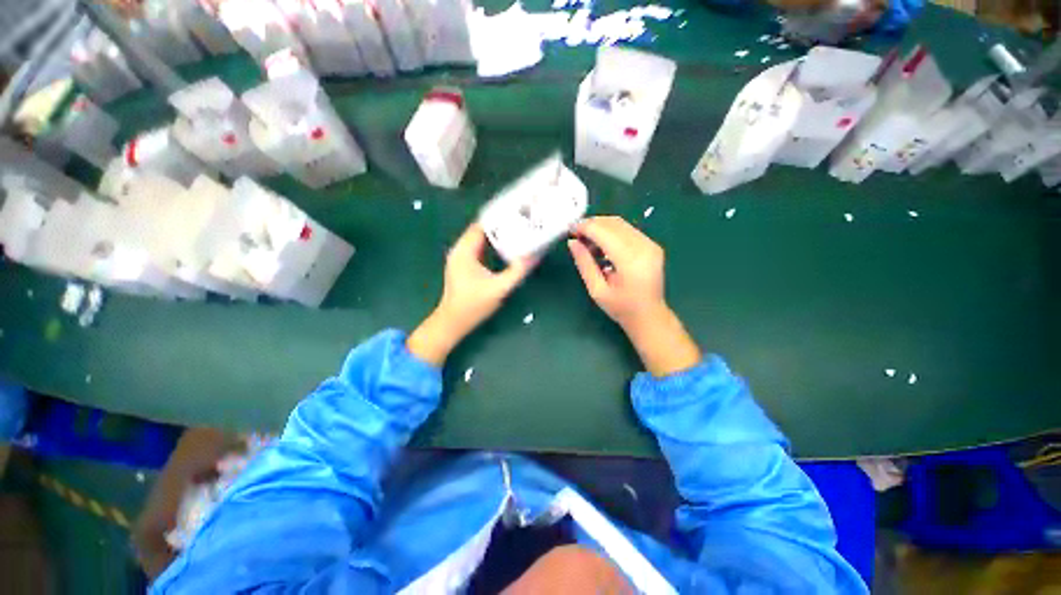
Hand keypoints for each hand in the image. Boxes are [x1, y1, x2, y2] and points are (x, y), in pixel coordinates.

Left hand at [408, 223, 535, 364]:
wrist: (453, 322)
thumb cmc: (474, 305)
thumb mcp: (500, 288)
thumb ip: (517, 271)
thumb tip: (535, 255)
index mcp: (465, 250)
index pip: (481, 225)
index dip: (499, 218)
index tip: (517, 214)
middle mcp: (459, 250)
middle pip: (481, 230)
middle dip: (500, 226)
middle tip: (521, 223)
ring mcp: (460, 258)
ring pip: (480, 240)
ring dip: (496, 236)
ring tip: (516, 232)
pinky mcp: (463, 266)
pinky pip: (478, 249)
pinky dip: (491, 246)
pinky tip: (505, 249)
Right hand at [568, 216, 666, 329]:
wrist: (650, 317)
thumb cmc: (621, 308)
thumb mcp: (597, 290)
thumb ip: (584, 263)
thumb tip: (572, 242)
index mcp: (630, 260)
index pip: (603, 232)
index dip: (585, 227)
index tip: (570, 230)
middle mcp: (643, 246)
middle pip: (613, 223)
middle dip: (592, 224)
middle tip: (576, 235)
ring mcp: (650, 244)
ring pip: (621, 224)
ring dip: (601, 227)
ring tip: (587, 241)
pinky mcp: (652, 245)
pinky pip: (628, 230)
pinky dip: (612, 232)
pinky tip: (602, 245)